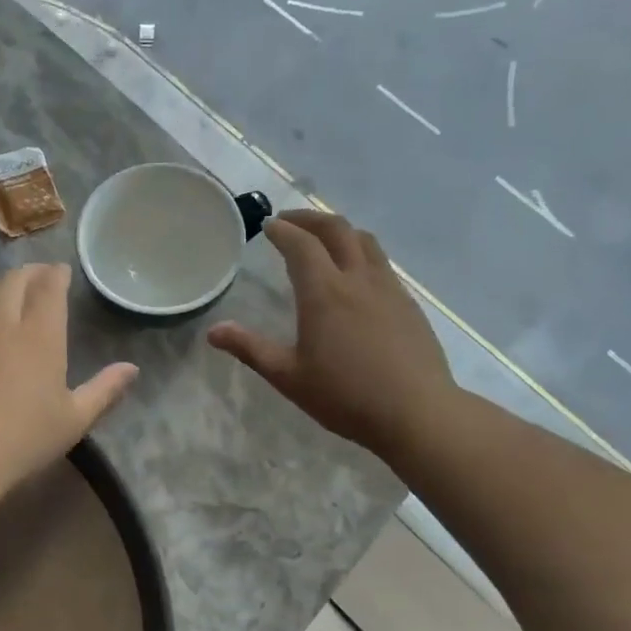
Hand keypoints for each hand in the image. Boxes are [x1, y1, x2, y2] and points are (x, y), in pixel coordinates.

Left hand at [0, 264, 137, 498]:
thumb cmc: (23, 441)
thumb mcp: (74, 420)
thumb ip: (105, 390)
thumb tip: (132, 368)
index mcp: (40, 336)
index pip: (49, 287)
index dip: (57, 274)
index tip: (62, 272)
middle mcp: (2, 322)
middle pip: (14, 280)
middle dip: (30, 272)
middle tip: (39, 277)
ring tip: (6, 290)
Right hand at [208, 211, 454, 459]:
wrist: (416, 412)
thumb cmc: (346, 396)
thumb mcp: (289, 376)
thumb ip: (250, 349)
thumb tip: (213, 331)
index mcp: (324, 293)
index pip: (301, 244)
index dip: (283, 230)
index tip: (268, 226)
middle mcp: (357, 279)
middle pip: (336, 229)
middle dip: (310, 218)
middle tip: (290, 221)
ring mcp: (389, 288)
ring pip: (365, 241)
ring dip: (339, 230)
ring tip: (323, 238)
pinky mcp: (408, 303)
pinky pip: (382, 263)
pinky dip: (361, 252)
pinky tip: (356, 275)